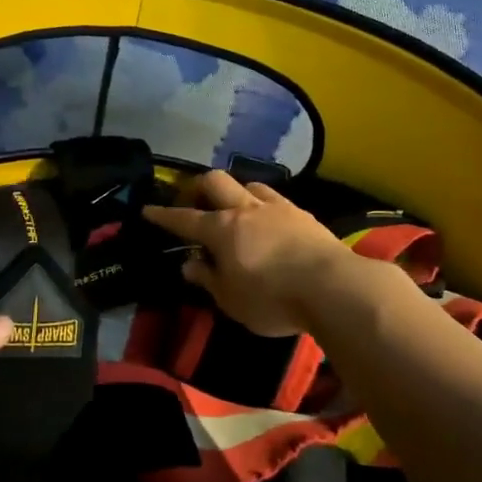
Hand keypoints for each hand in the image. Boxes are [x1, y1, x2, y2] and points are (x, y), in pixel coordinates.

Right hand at [143, 170, 355, 336]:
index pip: (184, 218)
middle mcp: (246, 209)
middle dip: (199, 188)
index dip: (164, 215)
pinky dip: (263, 204)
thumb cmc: (273, 299)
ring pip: (248, 184)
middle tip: (194, 204)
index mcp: (222, 229)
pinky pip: (275, 198)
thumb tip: (189, 264)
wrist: (333, 287)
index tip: (148, 210)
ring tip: (235, 210)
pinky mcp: (303, 214)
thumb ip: (208, 279)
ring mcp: (277, 207)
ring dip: (235, 192)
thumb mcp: (231, 300)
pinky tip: (268, 220)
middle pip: (216, 182)